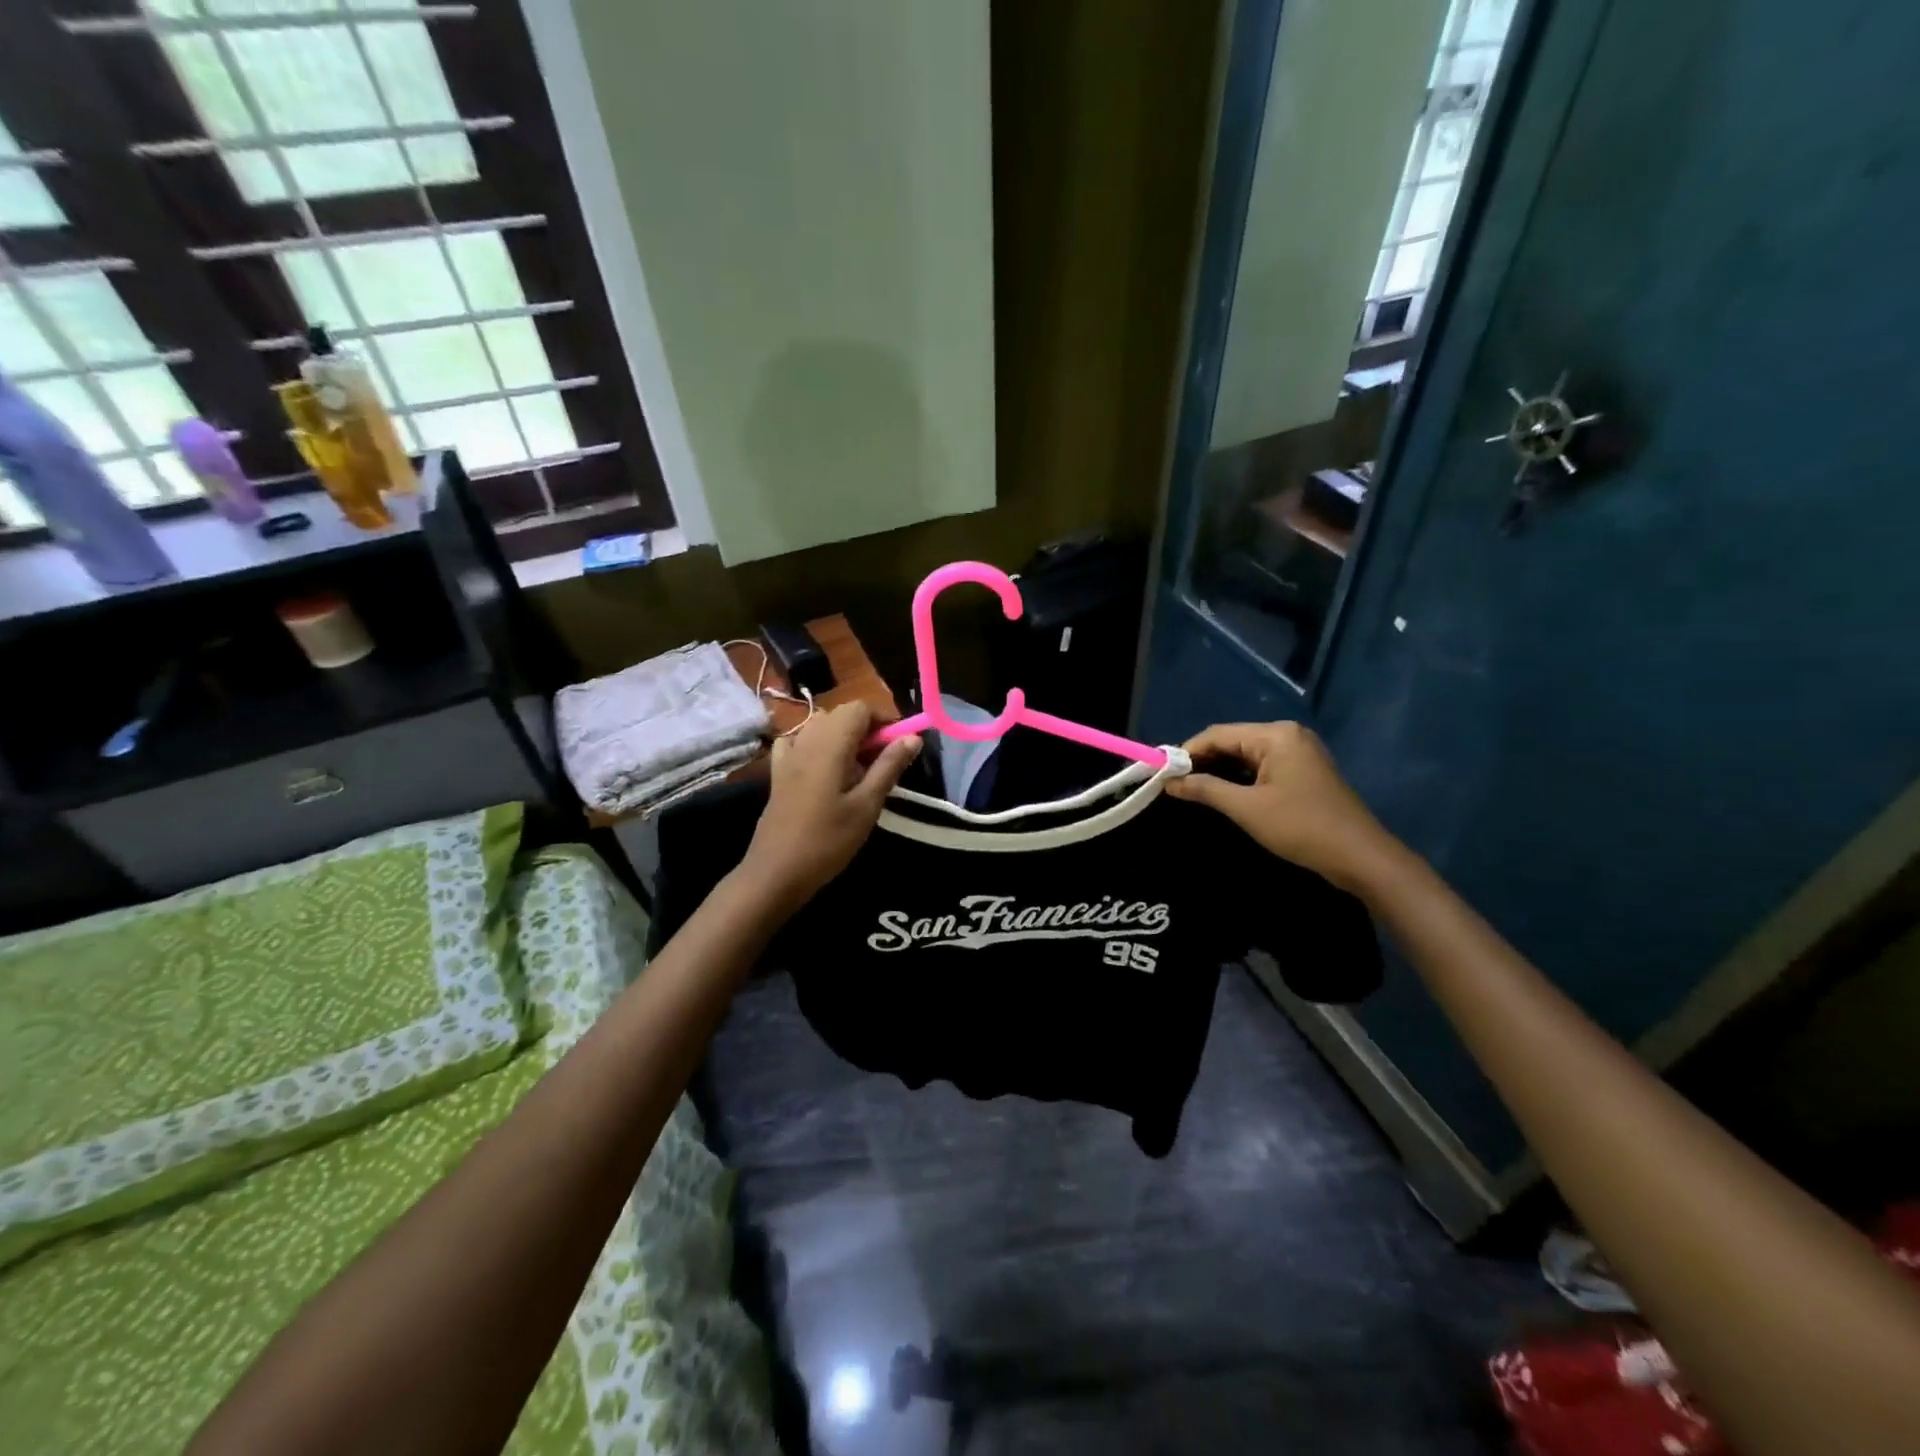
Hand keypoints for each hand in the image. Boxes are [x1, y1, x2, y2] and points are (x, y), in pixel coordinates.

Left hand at [739, 702, 920, 910]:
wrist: (776, 872)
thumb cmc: (828, 841)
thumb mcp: (867, 805)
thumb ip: (889, 766)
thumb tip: (913, 738)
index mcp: (830, 745)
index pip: (860, 708)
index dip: (884, 720)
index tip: (899, 747)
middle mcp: (806, 740)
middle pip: (840, 715)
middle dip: (866, 730)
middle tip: (883, 764)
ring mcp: (788, 755)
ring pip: (820, 727)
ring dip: (844, 738)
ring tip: (858, 772)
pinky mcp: (777, 772)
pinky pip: (799, 743)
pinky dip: (816, 747)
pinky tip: (824, 770)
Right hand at [1165, 721, 1398, 891]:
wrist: (1361, 857)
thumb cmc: (1301, 827)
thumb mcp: (1247, 809)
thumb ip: (1205, 790)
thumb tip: (1170, 783)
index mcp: (1275, 735)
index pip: (1217, 734)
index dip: (1186, 752)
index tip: (1161, 773)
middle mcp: (1287, 735)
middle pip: (1231, 741)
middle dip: (1201, 761)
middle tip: (1172, 784)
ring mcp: (1298, 753)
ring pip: (1245, 755)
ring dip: (1218, 771)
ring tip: (1190, 790)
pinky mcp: (1303, 772)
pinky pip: (1261, 767)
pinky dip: (1238, 779)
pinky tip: (1220, 793)